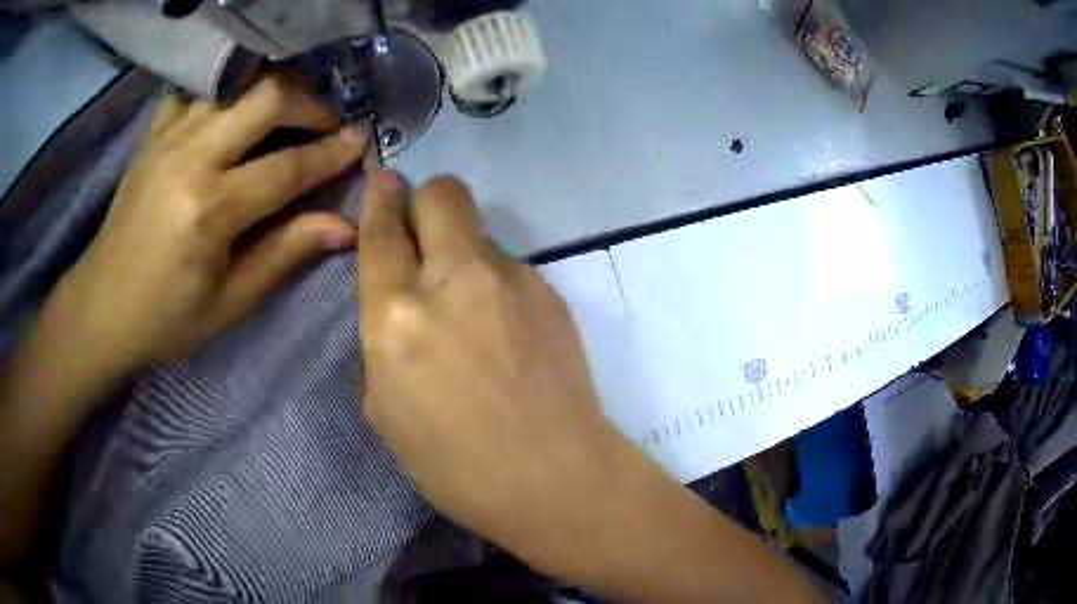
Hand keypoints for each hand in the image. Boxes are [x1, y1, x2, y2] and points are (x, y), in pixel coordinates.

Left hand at [57, 76, 367, 370]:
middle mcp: (191, 158)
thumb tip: (346, 227)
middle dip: (308, 103)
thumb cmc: (165, 319)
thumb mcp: (229, 303)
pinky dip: (224, 93)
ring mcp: (168, 138)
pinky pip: (198, 91)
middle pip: (267, 98)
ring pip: (236, 84)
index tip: (362, 139)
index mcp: (211, 210)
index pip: (288, 166)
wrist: (101, 308)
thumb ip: (285, 254)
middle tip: (325, 123)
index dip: (332, 152)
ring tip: (287, 114)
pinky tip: (232, 113)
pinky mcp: (153, 134)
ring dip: (272, 91)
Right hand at [357, 175, 827, 602]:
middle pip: (442, 195)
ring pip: (479, 234)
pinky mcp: (551, 291)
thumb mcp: (387, 409)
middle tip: (424, 233)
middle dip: (426, 201)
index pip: (382, 232)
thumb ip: (385, 339)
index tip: (383, 181)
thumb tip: (401, 302)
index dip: (379, 200)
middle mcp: (454, 281)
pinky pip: (510, 269)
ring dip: (463, 255)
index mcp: (397, 317)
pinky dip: (496, 286)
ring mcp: (512, 280)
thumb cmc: (455, 465)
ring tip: (473, 313)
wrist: (554, 478)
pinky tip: (507, 334)